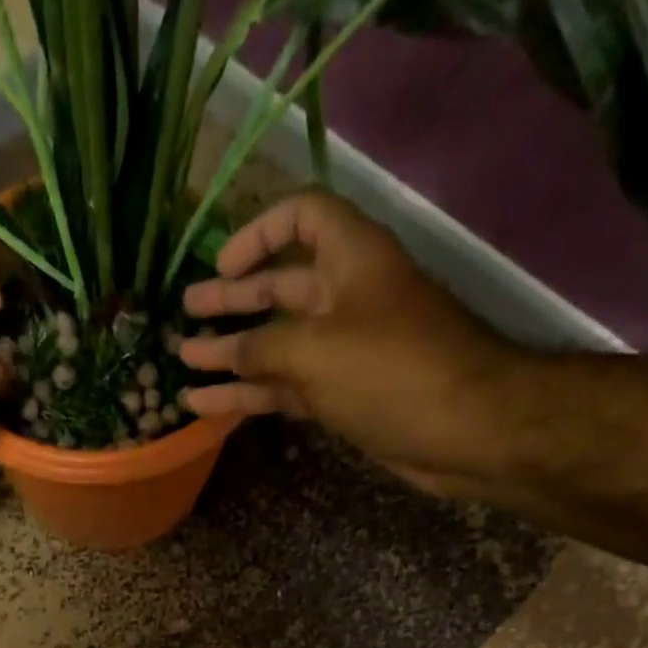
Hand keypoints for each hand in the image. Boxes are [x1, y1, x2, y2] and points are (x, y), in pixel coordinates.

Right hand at [179, 192, 517, 489]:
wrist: (463, 429)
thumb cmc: (392, 370)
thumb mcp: (316, 351)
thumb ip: (261, 349)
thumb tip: (222, 356)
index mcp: (349, 257)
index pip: (300, 217)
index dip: (257, 234)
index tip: (221, 265)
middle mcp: (345, 296)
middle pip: (280, 286)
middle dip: (232, 300)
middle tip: (186, 313)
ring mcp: (343, 350)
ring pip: (278, 344)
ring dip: (232, 353)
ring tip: (184, 362)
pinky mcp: (342, 395)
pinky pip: (287, 387)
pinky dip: (251, 394)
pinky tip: (209, 405)